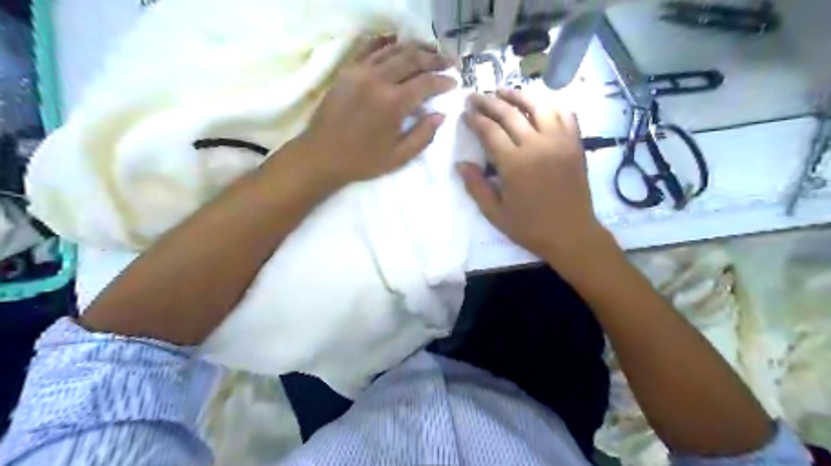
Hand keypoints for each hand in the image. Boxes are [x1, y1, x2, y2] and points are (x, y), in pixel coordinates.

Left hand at [296, 35, 456, 186]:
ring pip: (393, 50)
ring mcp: (360, 71)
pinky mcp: (347, 71)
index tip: (454, 82)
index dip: (443, 81)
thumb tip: (440, 115)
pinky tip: (397, 43)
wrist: (322, 156)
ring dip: (415, 48)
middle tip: (449, 62)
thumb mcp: (398, 157)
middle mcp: (378, 80)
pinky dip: (386, 43)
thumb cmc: (362, 161)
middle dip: (435, 58)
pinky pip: (369, 48)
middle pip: (413, 59)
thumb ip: (423, 136)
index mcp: (393, 103)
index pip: (426, 82)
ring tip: (430, 51)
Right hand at [457, 89, 611, 270]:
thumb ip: (476, 187)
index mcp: (514, 164)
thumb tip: (460, 164)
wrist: (571, 234)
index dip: (474, 119)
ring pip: (538, 106)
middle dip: (488, 102)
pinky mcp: (575, 144)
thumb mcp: (495, 213)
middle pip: (509, 113)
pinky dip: (550, 105)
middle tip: (475, 96)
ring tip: (502, 91)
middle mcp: (537, 145)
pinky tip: (539, 104)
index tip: (464, 112)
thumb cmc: (530, 228)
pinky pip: (565, 114)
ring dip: (518, 95)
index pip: (489, 131)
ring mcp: (559, 141)